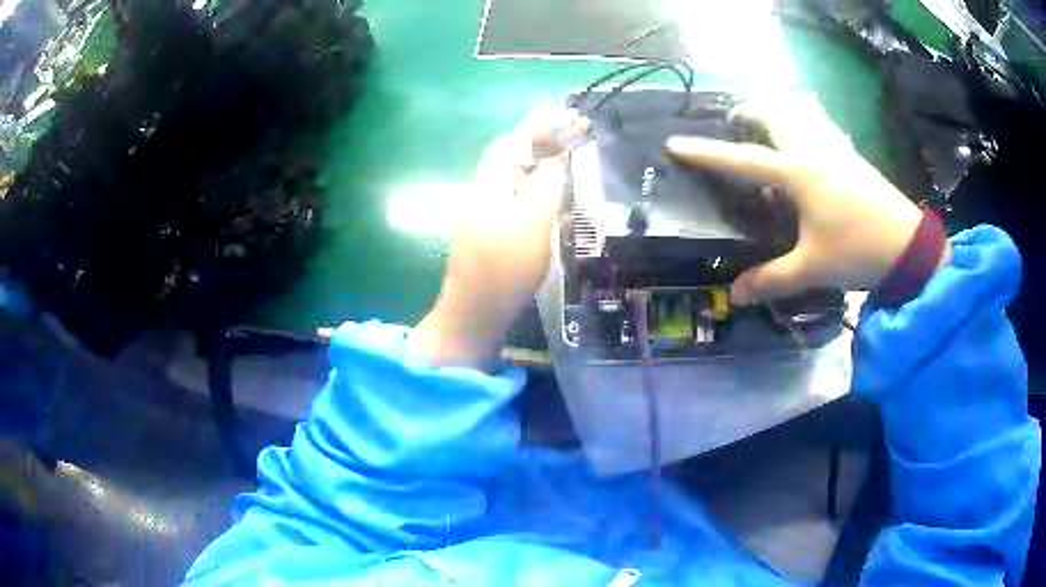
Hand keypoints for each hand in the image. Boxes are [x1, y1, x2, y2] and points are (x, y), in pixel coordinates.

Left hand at [409, 111, 588, 365]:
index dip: (543, 124)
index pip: (516, 141)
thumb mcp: (533, 222)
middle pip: (513, 154)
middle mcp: (484, 190)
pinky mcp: (492, 231)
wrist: (474, 313)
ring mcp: (485, 211)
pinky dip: (537, 186)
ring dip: (542, 161)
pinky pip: (517, 196)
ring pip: (515, 175)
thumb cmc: (505, 268)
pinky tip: (554, 192)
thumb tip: (557, 161)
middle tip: (578, 135)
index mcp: (490, 183)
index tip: (573, 116)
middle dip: (544, 139)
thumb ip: (547, 185)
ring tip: (571, 155)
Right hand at [667, 93, 942, 304]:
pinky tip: (806, 142)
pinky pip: (819, 127)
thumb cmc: (858, 251)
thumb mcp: (813, 268)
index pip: (742, 160)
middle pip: (773, 115)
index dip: (706, 154)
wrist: (909, 246)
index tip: (674, 144)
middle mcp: (813, 152)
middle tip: (734, 123)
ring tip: (766, 125)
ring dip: (777, 112)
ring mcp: (836, 150)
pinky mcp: (852, 158)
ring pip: (800, 114)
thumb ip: (772, 279)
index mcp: (798, 174)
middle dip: (748, 112)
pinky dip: (803, 124)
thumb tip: (736, 294)